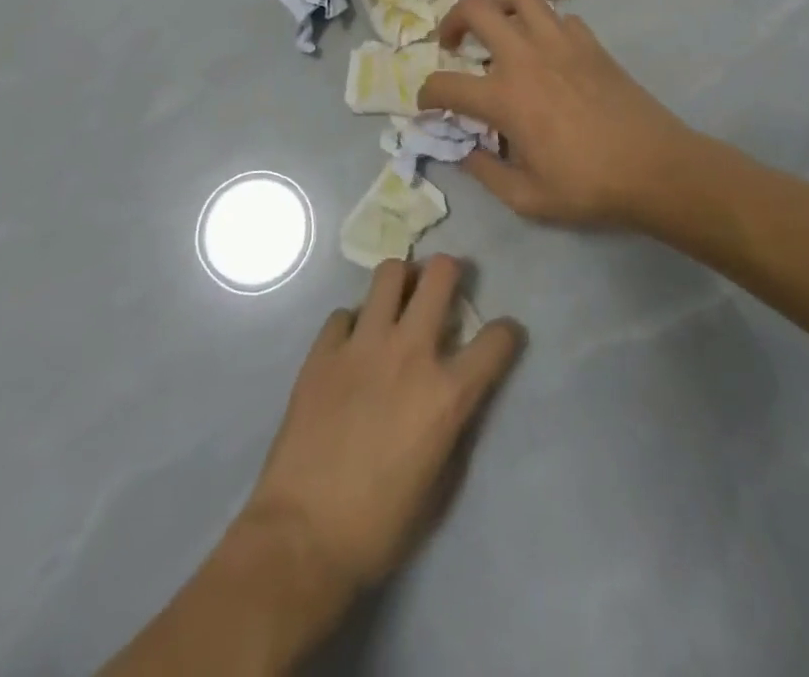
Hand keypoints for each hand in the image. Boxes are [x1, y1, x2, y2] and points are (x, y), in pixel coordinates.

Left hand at [241, 256, 522, 594]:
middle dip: (450, 271)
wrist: (302, 537)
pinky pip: (344, 314)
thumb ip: (455, 425)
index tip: (502, 337)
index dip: (506, 333)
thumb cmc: (380, 525)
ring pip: (389, 273)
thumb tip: (457, 395)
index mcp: (447, 393)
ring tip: (399, 298)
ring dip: (402, 281)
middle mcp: (410, 353)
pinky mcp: (323, 350)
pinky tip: (352, 346)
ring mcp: (362, 345)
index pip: (496, 339)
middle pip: (439, 274)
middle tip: (445, 285)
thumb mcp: (441, 483)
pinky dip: (354, 324)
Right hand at [418, 0, 693, 225]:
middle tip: (453, 43)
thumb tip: (464, 151)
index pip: (444, 84)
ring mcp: (560, 42)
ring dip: (498, 4)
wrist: (655, 168)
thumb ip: (485, 172)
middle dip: (452, 20)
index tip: (428, 105)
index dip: (426, 95)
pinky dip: (544, 24)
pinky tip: (547, 49)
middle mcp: (525, 57)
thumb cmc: (588, 187)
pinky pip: (558, 15)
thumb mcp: (527, 198)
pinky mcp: (590, 42)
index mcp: (504, 98)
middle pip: (475, 8)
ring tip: (498, 29)